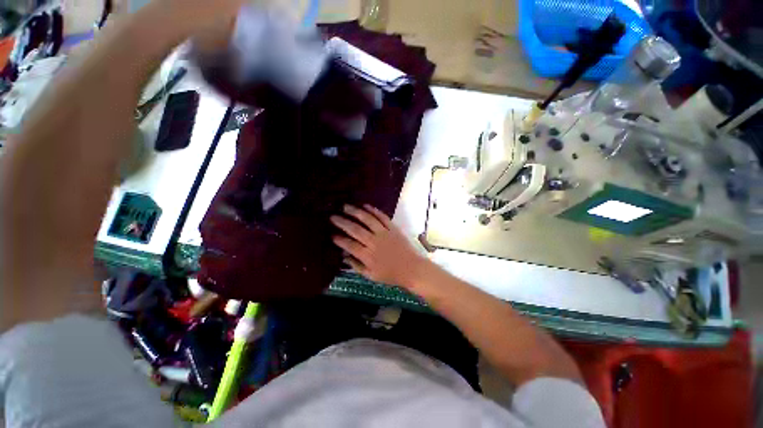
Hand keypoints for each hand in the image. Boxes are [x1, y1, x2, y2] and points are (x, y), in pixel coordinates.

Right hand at [331, 205, 427, 288]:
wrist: (412, 268)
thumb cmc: (391, 274)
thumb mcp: (371, 275)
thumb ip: (356, 266)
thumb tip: (343, 256)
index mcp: (367, 256)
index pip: (350, 245)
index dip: (339, 240)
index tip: (332, 235)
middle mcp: (374, 242)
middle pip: (355, 230)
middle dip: (342, 222)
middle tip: (333, 216)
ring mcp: (384, 233)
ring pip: (367, 220)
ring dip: (355, 212)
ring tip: (346, 206)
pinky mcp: (393, 228)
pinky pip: (382, 217)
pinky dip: (373, 210)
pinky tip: (365, 205)